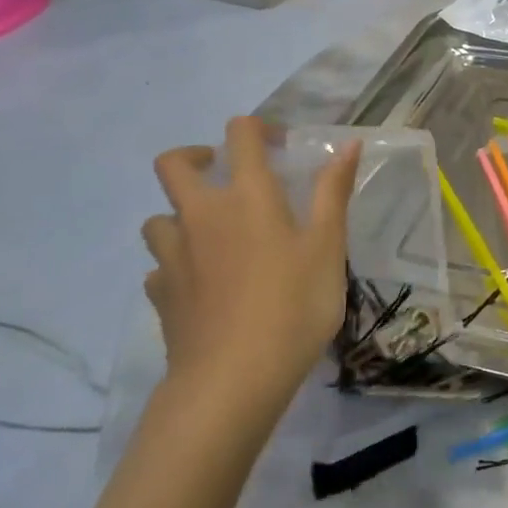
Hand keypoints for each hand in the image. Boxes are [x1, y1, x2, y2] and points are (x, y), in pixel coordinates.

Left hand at [142, 117, 359, 423]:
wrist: (233, 379)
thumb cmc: (294, 305)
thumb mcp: (328, 247)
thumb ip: (333, 193)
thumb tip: (348, 144)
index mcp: (247, 196)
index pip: (240, 135)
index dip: (257, 129)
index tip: (279, 146)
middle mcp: (201, 215)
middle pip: (174, 164)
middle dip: (197, 158)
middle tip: (226, 176)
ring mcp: (173, 255)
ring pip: (158, 217)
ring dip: (181, 215)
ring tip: (213, 235)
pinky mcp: (160, 294)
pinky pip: (159, 267)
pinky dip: (177, 264)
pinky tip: (201, 284)